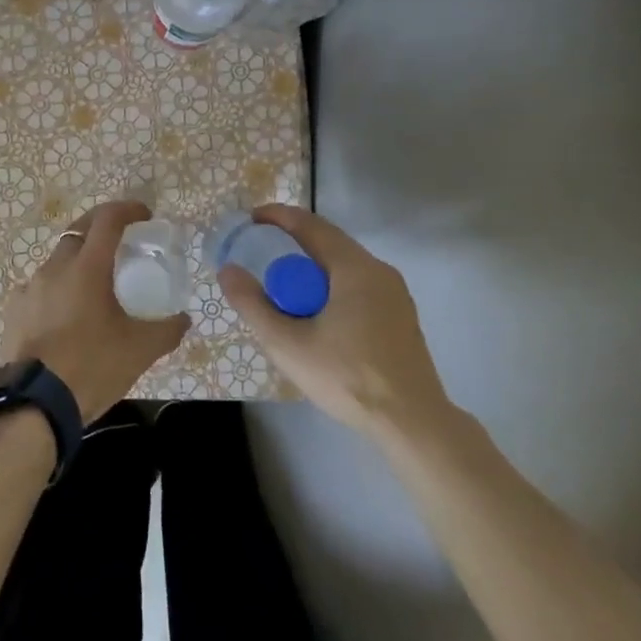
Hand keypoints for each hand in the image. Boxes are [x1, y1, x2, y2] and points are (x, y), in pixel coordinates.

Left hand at [1, 201, 188, 423]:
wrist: (36, 403)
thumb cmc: (92, 366)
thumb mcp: (140, 350)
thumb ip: (167, 330)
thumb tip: (184, 319)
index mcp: (87, 267)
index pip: (107, 219)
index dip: (127, 209)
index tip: (144, 215)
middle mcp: (55, 267)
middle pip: (79, 232)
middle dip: (101, 229)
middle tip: (121, 243)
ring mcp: (30, 287)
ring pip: (57, 261)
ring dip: (77, 262)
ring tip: (94, 286)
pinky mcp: (14, 309)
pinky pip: (39, 288)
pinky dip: (56, 291)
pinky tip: (65, 315)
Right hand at [217, 204, 455, 440]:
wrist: (412, 423)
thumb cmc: (347, 377)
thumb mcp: (287, 344)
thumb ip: (253, 304)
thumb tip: (228, 270)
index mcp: (354, 268)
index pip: (311, 225)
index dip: (277, 217)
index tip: (250, 219)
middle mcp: (379, 271)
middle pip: (328, 244)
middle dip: (291, 244)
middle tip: (260, 256)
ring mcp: (395, 294)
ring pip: (343, 267)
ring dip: (311, 269)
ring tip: (283, 289)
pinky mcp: (400, 317)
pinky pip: (357, 286)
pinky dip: (330, 287)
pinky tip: (316, 316)